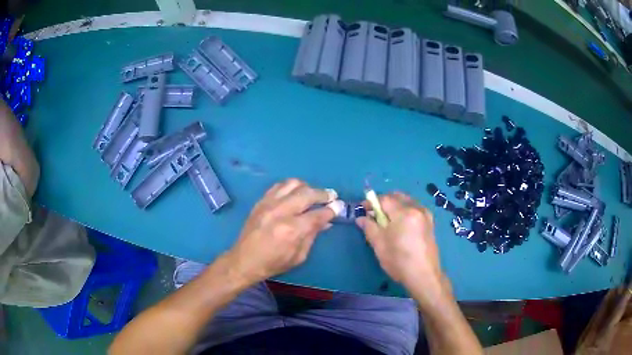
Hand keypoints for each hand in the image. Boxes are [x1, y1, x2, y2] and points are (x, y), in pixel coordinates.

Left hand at [227, 179, 335, 284]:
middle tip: (331, 196)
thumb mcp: (299, 256)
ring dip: (307, 187)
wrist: (244, 260)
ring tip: (312, 194)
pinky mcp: (261, 201)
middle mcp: (281, 212)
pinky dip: (291, 186)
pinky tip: (295, 193)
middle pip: (307, 193)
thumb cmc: (273, 263)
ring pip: (293, 184)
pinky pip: (278, 185)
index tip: (338, 207)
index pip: (318, 214)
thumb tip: (326, 221)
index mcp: (292, 230)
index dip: (331, 210)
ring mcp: (269, 204)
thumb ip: (313, 235)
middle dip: (323, 194)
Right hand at [357, 193, 449, 305]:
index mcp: (404, 212)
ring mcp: (426, 215)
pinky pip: (414, 209)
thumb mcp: (379, 244)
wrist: (423, 276)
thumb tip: (361, 217)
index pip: (385, 199)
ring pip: (407, 202)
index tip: (363, 209)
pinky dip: (404, 211)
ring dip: (395, 206)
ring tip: (387, 221)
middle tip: (374, 214)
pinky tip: (400, 225)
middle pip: (397, 197)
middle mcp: (417, 208)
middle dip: (384, 202)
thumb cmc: (399, 260)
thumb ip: (369, 227)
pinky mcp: (430, 222)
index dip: (372, 202)